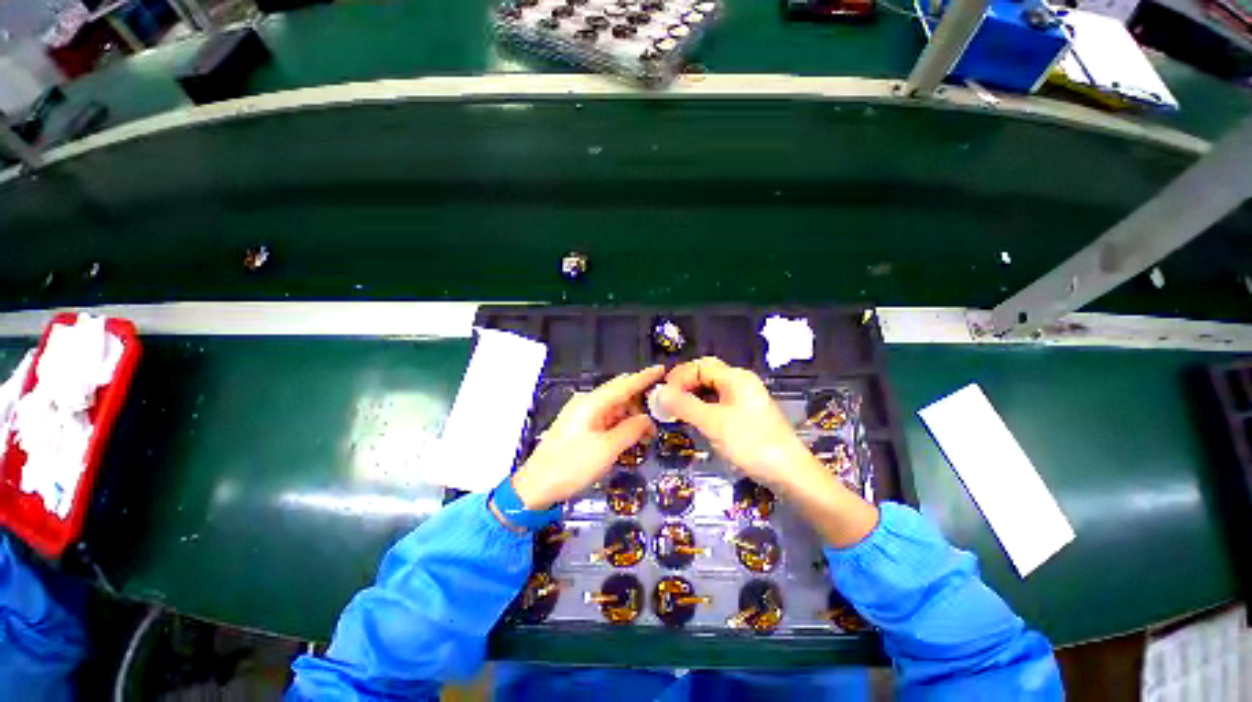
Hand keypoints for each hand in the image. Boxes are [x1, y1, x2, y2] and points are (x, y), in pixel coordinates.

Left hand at [511, 366, 664, 509]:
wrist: (535, 486)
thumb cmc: (571, 466)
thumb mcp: (607, 450)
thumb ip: (630, 430)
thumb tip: (647, 420)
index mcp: (592, 403)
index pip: (624, 384)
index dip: (644, 377)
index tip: (662, 370)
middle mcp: (587, 403)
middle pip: (619, 393)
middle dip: (641, 400)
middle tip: (662, 409)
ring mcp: (582, 414)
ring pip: (613, 407)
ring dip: (631, 415)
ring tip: (648, 431)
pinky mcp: (579, 426)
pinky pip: (606, 418)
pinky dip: (620, 424)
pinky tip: (630, 434)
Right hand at [656, 357, 878, 546]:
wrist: (790, 473)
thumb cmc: (750, 443)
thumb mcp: (712, 423)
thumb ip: (684, 405)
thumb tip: (658, 392)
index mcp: (735, 377)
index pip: (700, 365)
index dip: (679, 377)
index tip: (663, 396)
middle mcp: (741, 382)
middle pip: (706, 374)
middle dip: (684, 385)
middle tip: (667, 402)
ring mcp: (745, 398)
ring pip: (712, 390)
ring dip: (693, 397)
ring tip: (677, 412)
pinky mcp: (747, 414)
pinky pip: (720, 403)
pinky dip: (704, 408)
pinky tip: (696, 421)